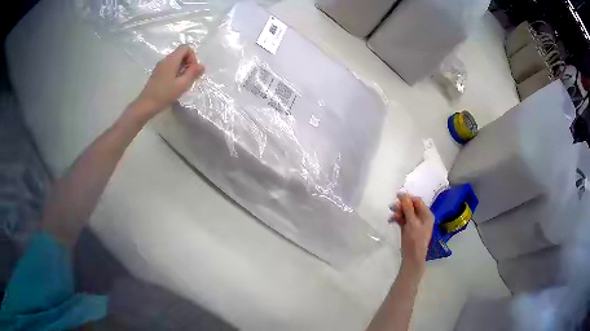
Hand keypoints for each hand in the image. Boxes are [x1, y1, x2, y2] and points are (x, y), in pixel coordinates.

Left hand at [129, 45, 204, 123]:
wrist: (146, 105)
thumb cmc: (164, 94)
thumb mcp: (182, 84)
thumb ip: (193, 73)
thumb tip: (202, 65)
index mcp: (171, 60)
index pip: (185, 47)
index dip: (192, 56)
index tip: (192, 69)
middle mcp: (165, 60)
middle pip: (180, 53)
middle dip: (188, 62)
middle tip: (189, 77)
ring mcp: (160, 66)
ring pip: (175, 60)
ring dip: (182, 68)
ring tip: (182, 82)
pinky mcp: (157, 73)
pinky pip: (170, 67)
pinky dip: (176, 72)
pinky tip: (175, 85)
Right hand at [391, 194, 434, 274]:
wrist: (412, 258)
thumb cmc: (415, 240)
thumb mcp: (412, 223)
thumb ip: (408, 209)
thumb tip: (403, 195)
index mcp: (426, 215)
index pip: (417, 201)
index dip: (407, 198)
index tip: (396, 196)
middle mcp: (422, 217)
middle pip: (410, 206)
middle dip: (401, 206)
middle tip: (391, 207)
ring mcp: (414, 223)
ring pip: (405, 213)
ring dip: (398, 212)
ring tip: (391, 216)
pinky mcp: (408, 228)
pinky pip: (402, 219)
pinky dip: (397, 218)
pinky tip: (391, 220)